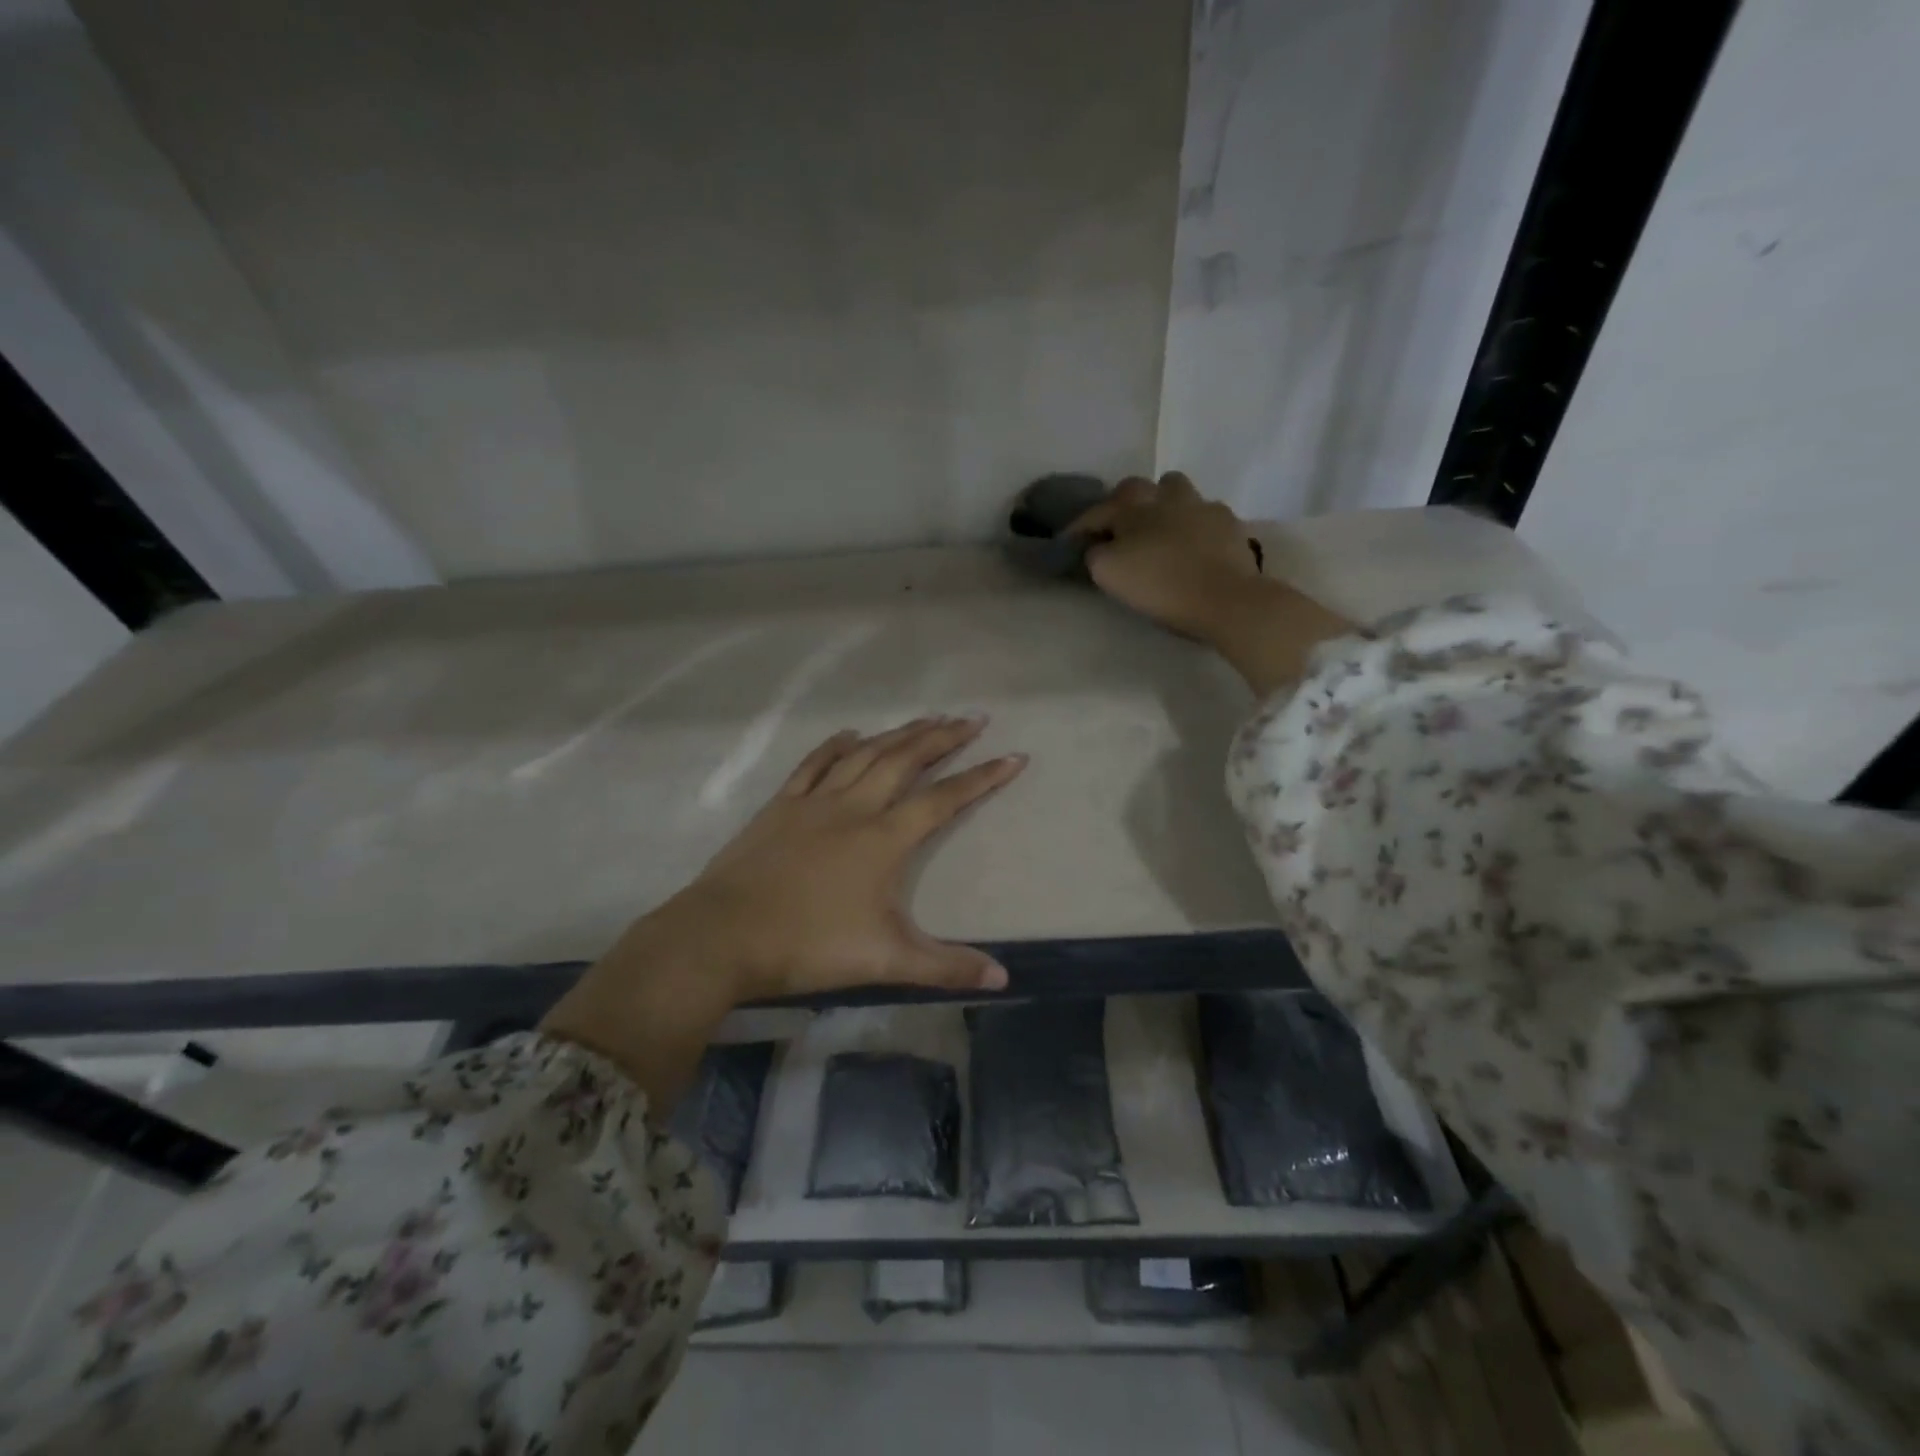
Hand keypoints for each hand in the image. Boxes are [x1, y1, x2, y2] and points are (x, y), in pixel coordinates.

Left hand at [542, 719, 1025, 1105]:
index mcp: (884, 839)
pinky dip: (837, 745)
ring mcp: (814, 802)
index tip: (1013, 756)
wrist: (722, 935)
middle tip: (973, 718)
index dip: (982, 778)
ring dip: (899, 733)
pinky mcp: (781, 806)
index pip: (944, 799)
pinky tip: (851, 734)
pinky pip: (814, 764)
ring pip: (866, 754)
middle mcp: (854, 808)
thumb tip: (1004, 978)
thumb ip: (945, 965)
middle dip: (944, 737)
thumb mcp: (885, 960)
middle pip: (906, 760)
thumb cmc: (808, 946)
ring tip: (927, 717)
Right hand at [1068, 472, 1261, 638]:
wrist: (1224, 597)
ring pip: (1174, 491)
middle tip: (1117, 531)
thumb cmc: (1160, 586)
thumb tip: (1097, 546)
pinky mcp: (1227, 522)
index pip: (1095, 511)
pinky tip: (1194, 544)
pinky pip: (1204, 513)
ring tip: (1159, 530)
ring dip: (1161, 505)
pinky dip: (1193, 524)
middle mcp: (1164, 496)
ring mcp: (1200, 505)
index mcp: (1131, 507)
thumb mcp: (1108, 573)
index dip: (1079, 527)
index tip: (1069, 544)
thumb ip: (1094, 554)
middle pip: (1135, 490)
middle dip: (1122, 507)